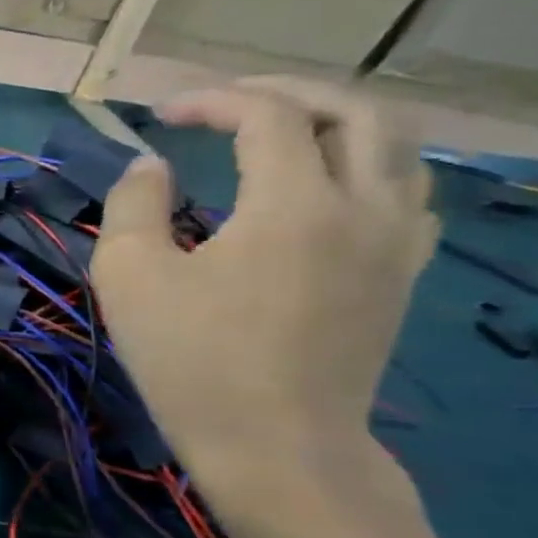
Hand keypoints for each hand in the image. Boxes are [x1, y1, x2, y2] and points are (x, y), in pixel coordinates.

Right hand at [90, 77, 437, 514]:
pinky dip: (368, 167)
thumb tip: (150, 166)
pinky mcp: (401, 276)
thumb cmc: (191, 358)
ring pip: (397, 149)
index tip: (161, 116)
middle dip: (287, 93)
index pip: (269, 116)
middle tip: (228, 102)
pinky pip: (408, 194)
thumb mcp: (129, 276)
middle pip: (356, 113)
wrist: (276, 444)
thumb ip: (134, 205)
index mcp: (295, 206)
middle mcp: (364, 210)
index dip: (212, 101)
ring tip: (279, 132)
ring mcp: (396, 244)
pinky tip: (327, 186)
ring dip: (336, 123)